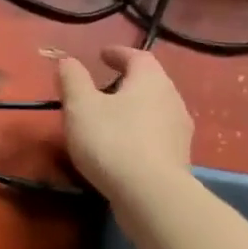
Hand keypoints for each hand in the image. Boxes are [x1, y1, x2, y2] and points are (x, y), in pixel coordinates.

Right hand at [56, 45, 193, 198]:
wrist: (150, 195)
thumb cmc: (112, 140)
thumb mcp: (80, 106)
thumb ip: (73, 79)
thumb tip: (68, 60)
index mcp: (150, 80)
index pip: (137, 56)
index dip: (118, 53)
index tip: (102, 54)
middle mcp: (172, 99)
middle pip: (150, 82)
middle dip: (127, 81)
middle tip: (103, 86)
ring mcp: (179, 131)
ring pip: (155, 109)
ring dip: (134, 108)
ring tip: (111, 117)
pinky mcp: (179, 158)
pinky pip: (156, 134)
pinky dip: (140, 132)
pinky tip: (123, 146)